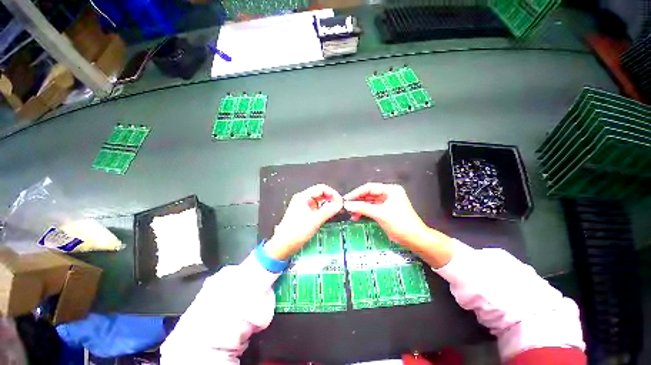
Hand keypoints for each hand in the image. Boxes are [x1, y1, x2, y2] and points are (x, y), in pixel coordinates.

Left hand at [265, 184, 342, 259]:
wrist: (283, 245)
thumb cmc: (298, 231)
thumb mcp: (315, 220)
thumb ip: (328, 210)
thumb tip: (340, 204)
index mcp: (303, 197)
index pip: (321, 188)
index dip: (332, 193)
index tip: (341, 201)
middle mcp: (303, 199)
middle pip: (320, 194)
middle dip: (331, 199)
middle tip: (340, 207)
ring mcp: (304, 207)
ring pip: (319, 202)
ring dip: (328, 205)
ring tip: (337, 211)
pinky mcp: (305, 214)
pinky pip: (317, 209)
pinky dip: (324, 211)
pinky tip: (330, 215)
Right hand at [343, 183, 428, 247]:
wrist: (415, 239)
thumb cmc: (400, 223)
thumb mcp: (380, 214)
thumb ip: (362, 208)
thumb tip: (347, 204)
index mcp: (390, 190)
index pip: (369, 187)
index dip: (356, 193)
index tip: (346, 199)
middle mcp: (389, 194)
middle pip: (369, 194)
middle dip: (358, 201)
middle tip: (347, 207)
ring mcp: (387, 202)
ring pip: (370, 202)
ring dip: (360, 207)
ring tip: (351, 214)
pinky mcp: (386, 211)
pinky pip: (372, 208)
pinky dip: (365, 212)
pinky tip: (357, 216)